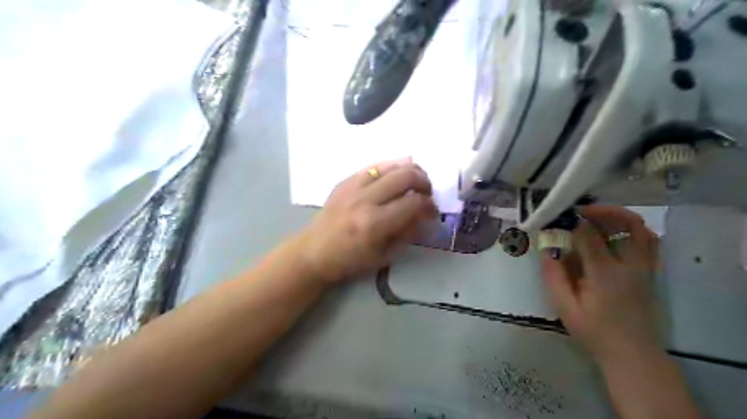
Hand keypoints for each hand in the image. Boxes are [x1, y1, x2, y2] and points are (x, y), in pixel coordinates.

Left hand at [298, 158, 439, 282]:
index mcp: (375, 224)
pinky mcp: (345, 181)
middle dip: (424, 182)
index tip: (432, 211)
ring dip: (410, 170)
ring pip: (391, 166)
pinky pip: (373, 166)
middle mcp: (365, 200)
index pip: (413, 203)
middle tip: (427, 193)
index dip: (429, 205)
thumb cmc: (350, 261)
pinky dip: (390, 167)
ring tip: (416, 180)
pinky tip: (397, 173)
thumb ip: (408, 233)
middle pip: (405, 176)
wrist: (313, 252)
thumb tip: (425, 214)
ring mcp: (353, 187)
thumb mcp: (384, 256)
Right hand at [544, 204, 658, 362]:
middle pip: (625, 223)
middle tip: (580, 211)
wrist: (632, 353)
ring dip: (619, 216)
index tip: (557, 218)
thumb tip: (545, 248)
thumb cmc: (593, 331)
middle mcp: (630, 265)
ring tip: (596, 217)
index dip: (571, 222)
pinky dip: (634, 229)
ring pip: (642, 228)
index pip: (588, 235)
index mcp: (604, 273)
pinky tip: (616, 232)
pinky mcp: (651, 272)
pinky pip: (650, 240)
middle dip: (601, 210)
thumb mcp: (564, 306)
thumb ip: (553, 275)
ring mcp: (645, 268)